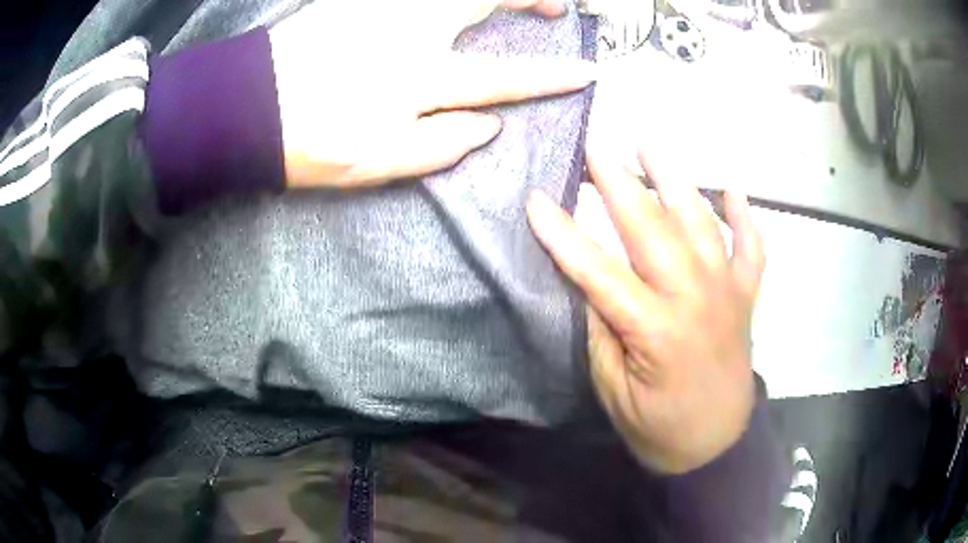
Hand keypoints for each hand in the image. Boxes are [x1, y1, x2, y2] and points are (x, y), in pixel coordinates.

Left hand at [269, 0, 593, 188]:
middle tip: (555, 4)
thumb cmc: (311, 142)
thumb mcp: (379, 162)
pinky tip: (450, 1)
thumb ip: (442, 145)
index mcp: (422, 78)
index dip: (549, 77)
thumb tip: (490, 126)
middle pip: (484, 1)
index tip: (586, 72)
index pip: (502, 77)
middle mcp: (412, 30)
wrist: (246, 108)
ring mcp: (382, 7)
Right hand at [526, 147, 764, 474]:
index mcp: (655, 329)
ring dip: (674, 178)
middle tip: (595, 146)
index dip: (563, 234)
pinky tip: (729, 188)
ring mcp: (727, 290)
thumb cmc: (658, 426)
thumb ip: (603, 328)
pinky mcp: (746, 295)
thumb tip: (590, 278)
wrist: (716, 444)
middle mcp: (695, 297)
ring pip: (701, 221)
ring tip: (649, 144)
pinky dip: (743, 215)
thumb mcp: (613, 388)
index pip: (599, 270)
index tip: (536, 200)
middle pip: (652, 228)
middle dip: (618, 182)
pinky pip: (750, 246)